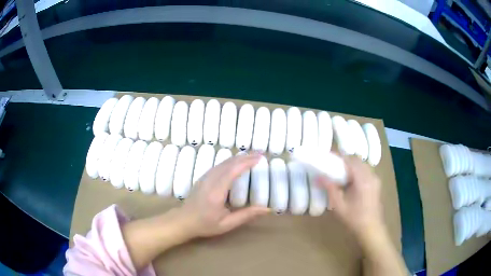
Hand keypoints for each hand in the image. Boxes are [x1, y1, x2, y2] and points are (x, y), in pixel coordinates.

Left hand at [176, 153, 269, 238]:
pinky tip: (236, 162)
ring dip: (238, 158)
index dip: (246, 163)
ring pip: (222, 163)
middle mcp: (209, 181)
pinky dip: (230, 161)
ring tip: (251, 156)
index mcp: (216, 193)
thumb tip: (267, 209)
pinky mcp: (203, 177)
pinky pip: (218, 165)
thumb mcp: (227, 224)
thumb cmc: (205, 224)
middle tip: (260, 154)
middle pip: (228, 164)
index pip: (232, 171)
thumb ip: (246, 215)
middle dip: (245, 157)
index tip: (259, 158)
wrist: (184, 221)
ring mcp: (204, 178)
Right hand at [316, 156, 383, 238]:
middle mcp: (371, 176)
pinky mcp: (376, 184)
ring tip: (342, 173)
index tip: (329, 156)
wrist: (371, 228)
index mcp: (362, 180)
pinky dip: (358, 171)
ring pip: (363, 165)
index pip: (350, 161)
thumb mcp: (339, 205)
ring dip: (352, 165)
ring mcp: (375, 180)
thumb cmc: (354, 218)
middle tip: (334, 165)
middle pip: (358, 161)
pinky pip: (366, 171)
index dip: (339, 157)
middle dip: (346, 160)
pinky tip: (352, 181)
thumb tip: (318, 177)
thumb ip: (330, 189)